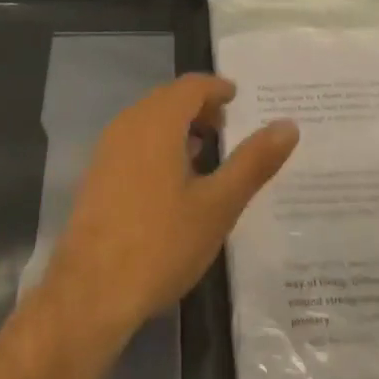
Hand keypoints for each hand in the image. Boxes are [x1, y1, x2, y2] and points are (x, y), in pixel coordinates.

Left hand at [39, 74, 298, 345]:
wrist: (89, 293)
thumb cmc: (160, 243)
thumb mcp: (217, 206)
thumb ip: (253, 162)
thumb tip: (288, 125)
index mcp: (158, 119)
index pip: (192, 85)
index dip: (217, 88)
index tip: (237, 98)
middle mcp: (130, 121)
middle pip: (169, 98)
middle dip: (198, 107)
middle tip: (225, 128)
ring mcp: (108, 147)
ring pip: (149, 120)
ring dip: (177, 127)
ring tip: (203, 154)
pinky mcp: (96, 174)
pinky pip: (133, 141)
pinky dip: (157, 144)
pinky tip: (170, 182)